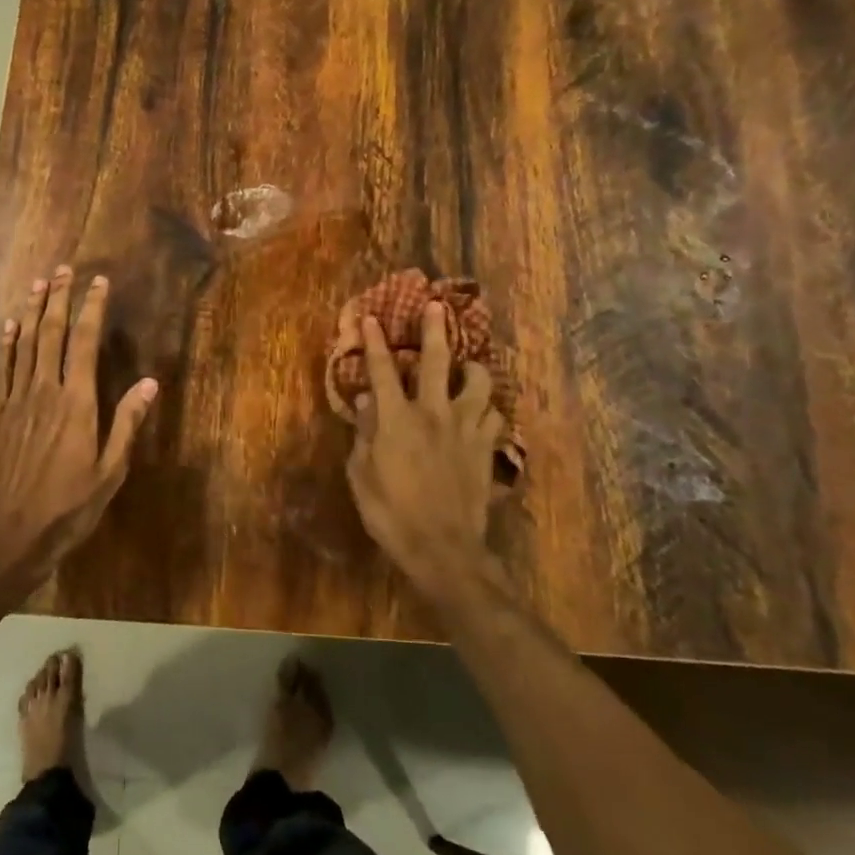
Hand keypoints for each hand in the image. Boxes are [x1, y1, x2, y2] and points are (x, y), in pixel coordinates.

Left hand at [0, 266, 157, 587]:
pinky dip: (5, 344)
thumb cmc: (67, 508)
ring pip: (25, 344)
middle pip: (52, 334)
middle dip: (60, 299)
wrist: (7, 536)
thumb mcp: (109, 472)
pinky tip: (9, 326)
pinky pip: (1, 370)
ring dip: (33, 311)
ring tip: (39, 284)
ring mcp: (16, 401)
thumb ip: (126, 424)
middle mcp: (44, 391)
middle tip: (65, 269)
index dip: (92, 309)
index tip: (99, 282)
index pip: (86, 343)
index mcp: (77, 403)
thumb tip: (149, 383)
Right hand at [345, 301, 500, 592]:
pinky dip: (487, 405)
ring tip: (468, 363)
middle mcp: (433, 413)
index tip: (370, 318)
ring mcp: (465, 428)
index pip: (383, 370)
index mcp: (396, 419)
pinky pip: (493, 413)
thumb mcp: (361, 474)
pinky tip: (481, 407)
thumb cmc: (390, 513)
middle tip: (436, 306)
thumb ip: (363, 434)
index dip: (374, 342)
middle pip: (437, 360)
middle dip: (434, 329)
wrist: (442, 548)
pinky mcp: (485, 447)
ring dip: (472, 367)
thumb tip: (364, 402)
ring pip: (479, 381)